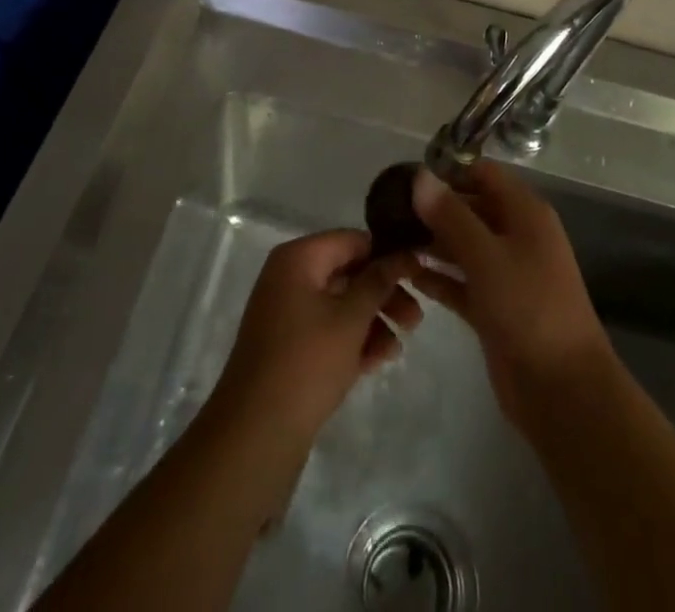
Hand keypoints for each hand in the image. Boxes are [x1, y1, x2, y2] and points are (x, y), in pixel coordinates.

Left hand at [211, 230, 421, 444]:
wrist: (256, 433)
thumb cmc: (307, 362)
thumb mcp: (351, 318)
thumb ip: (379, 281)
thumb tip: (404, 253)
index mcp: (298, 258)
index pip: (352, 241)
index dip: (387, 255)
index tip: (418, 275)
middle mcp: (289, 277)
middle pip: (347, 273)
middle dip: (383, 295)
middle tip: (416, 319)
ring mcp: (286, 312)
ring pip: (340, 304)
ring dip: (372, 321)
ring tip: (399, 349)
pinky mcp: (288, 345)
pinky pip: (327, 330)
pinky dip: (352, 340)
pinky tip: (379, 360)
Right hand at [411, 160, 613, 428]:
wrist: (563, 391)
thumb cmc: (528, 308)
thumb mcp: (486, 256)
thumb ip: (451, 215)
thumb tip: (420, 175)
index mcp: (525, 213)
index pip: (483, 175)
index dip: (448, 172)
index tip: (407, 179)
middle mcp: (516, 236)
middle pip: (470, 209)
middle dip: (434, 209)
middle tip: (388, 213)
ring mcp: (506, 274)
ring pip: (463, 247)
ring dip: (431, 243)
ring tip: (389, 241)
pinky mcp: (494, 308)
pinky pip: (461, 282)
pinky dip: (438, 278)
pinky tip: (407, 276)